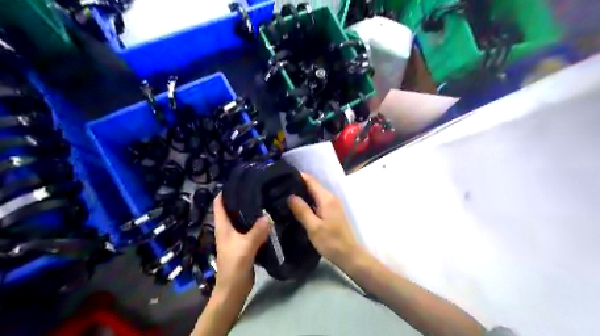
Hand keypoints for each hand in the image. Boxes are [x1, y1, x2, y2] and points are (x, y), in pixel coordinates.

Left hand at [211, 194, 266, 298]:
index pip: (219, 204)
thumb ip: (257, 231)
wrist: (234, 288)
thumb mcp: (246, 247)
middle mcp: (228, 229)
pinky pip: (250, 229)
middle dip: (241, 198)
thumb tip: (268, 216)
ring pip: (242, 219)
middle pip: (231, 209)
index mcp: (223, 227)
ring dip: (250, 211)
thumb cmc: (234, 266)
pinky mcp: (244, 244)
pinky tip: (268, 218)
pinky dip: (256, 222)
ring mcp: (236, 237)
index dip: (225, 191)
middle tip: (257, 188)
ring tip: (264, 199)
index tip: (238, 181)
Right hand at [287, 175, 356, 269]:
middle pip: (313, 185)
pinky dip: (308, 201)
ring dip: (302, 194)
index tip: (282, 177)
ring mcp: (332, 204)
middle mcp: (330, 197)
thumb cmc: (331, 241)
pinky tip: (297, 207)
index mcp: (326, 198)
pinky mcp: (332, 212)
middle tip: (280, 188)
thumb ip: (302, 210)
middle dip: (297, 185)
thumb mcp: (314, 227)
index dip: (297, 176)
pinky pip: (318, 201)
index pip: (311, 180)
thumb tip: (290, 196)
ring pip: (315, 193)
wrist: (349, 255)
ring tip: (285, 196)